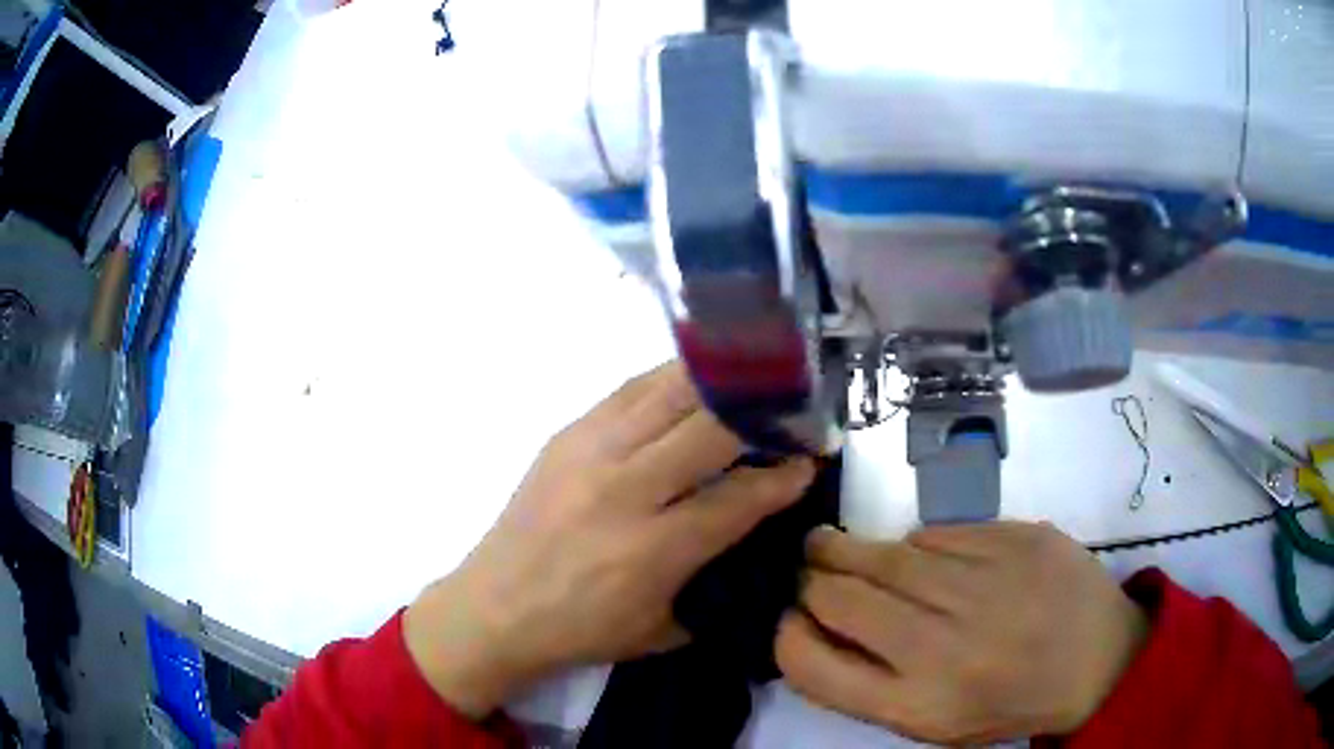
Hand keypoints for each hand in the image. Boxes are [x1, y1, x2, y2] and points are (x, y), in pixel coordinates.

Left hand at [405, 362, 815, 716]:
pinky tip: (694, 383)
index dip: (784, 476)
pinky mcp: (566, 434)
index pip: (740, 497)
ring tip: (752, 383)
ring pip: (670, 393)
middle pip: (711, 428)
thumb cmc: (581, 630)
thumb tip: (755, 540)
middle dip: (762, 416)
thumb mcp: (663, 629)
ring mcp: (590, 452)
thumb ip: (716, 584)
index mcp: (653, 549)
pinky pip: (630, 390)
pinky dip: (671, 381)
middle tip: (789, 415)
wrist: (495, 607)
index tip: (810, 462)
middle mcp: (625, 489)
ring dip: (720, 384)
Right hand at [776, 522, 1147, 742]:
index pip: (810, 663)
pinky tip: (918, 556)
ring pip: (884, 554)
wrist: (1099, 659)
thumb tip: (817, 628)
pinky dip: (914, 544)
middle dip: (809, 580)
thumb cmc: (1010, 702)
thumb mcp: (933, 723)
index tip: (789, 620)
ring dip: (844, 548)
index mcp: (917, 704)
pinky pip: (937, 533)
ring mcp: (982, 585)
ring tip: (829, 545)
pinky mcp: (1013, 539)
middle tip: (806, 570)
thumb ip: (871, 685)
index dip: (786, 635)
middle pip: (838, 598)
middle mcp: (942, 646)